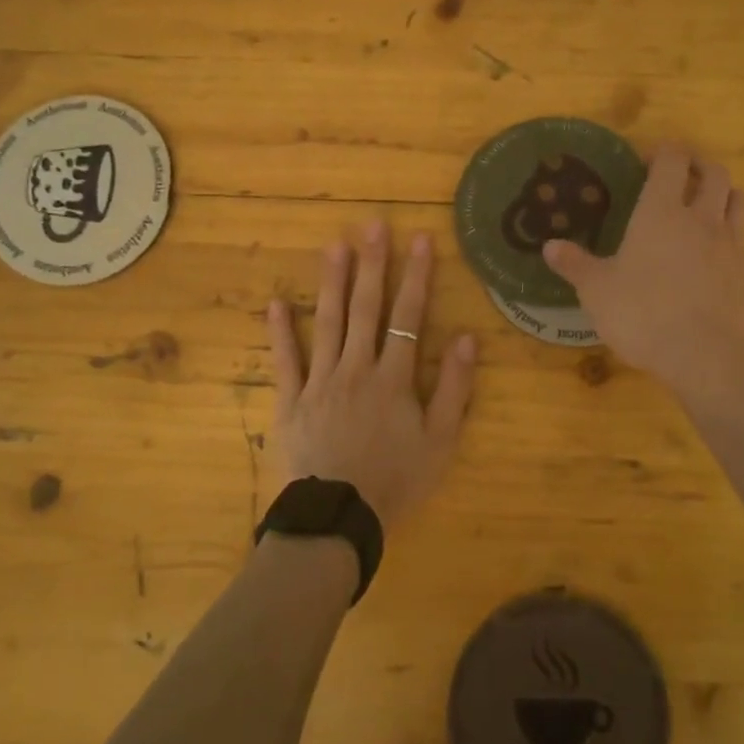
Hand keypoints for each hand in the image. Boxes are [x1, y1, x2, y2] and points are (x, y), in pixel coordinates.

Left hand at [267, 221, 477, 528]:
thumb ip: (455, 388)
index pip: (409, 316)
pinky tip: (276, 303)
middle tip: (373, 225)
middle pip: (366, 308)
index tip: (421, 240)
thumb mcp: (441, 441)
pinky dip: (280, 332)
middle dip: (373, 264)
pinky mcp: (292, 400)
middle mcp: (357, 368)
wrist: (340, 518)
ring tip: (334, 245)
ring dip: (332, 282)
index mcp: (394, 377)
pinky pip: (285, 361)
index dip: (417, 276)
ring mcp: (320, 381)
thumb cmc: (397, 480)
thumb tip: (468, 338)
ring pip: (328, 322)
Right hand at [543, 143, 743, 405]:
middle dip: (697, 164)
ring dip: (724, 192)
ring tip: (708, 202)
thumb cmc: (643, 314)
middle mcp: (701, 218)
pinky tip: (716, 252)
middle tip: (680, 172)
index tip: (647, 159)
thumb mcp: (596, 291)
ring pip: (739, 200)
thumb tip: (549, 247)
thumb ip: (575, 265)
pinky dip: (732, 234)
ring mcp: (730, 245)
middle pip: (713, 172)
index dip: (663, 151)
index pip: (672, 160)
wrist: (705, 356)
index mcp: (661, 212)